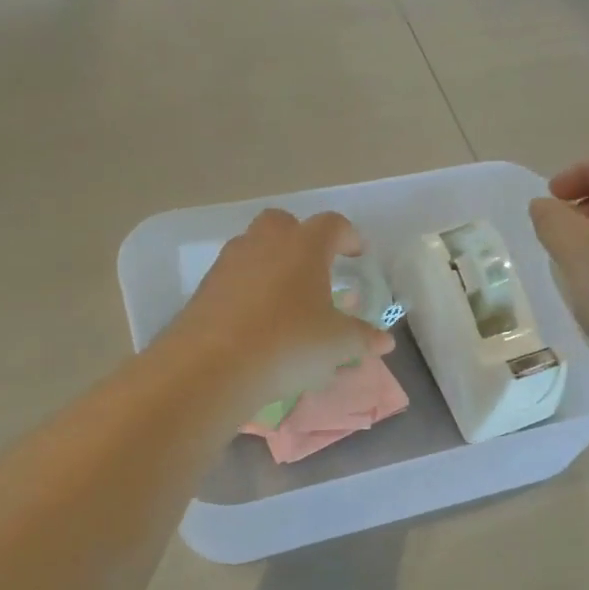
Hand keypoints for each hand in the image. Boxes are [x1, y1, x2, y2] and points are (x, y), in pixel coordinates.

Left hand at [165, 210, 392, 411]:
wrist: (213, 365)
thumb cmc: (289, 343)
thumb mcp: (336, 345)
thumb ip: (362, 337)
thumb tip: (384, 341)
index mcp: (304, 246)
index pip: (332, 225)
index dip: (347, 236)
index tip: (356, 254)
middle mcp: (265, 243)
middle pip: (284, 224)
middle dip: (301, 238)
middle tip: (314, 268)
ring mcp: (230, 263)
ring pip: (254, 248)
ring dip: (271, 264)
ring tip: (285, 299)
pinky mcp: (205, 288)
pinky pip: (234, 278)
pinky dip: (248, 289)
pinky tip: (257, 321)